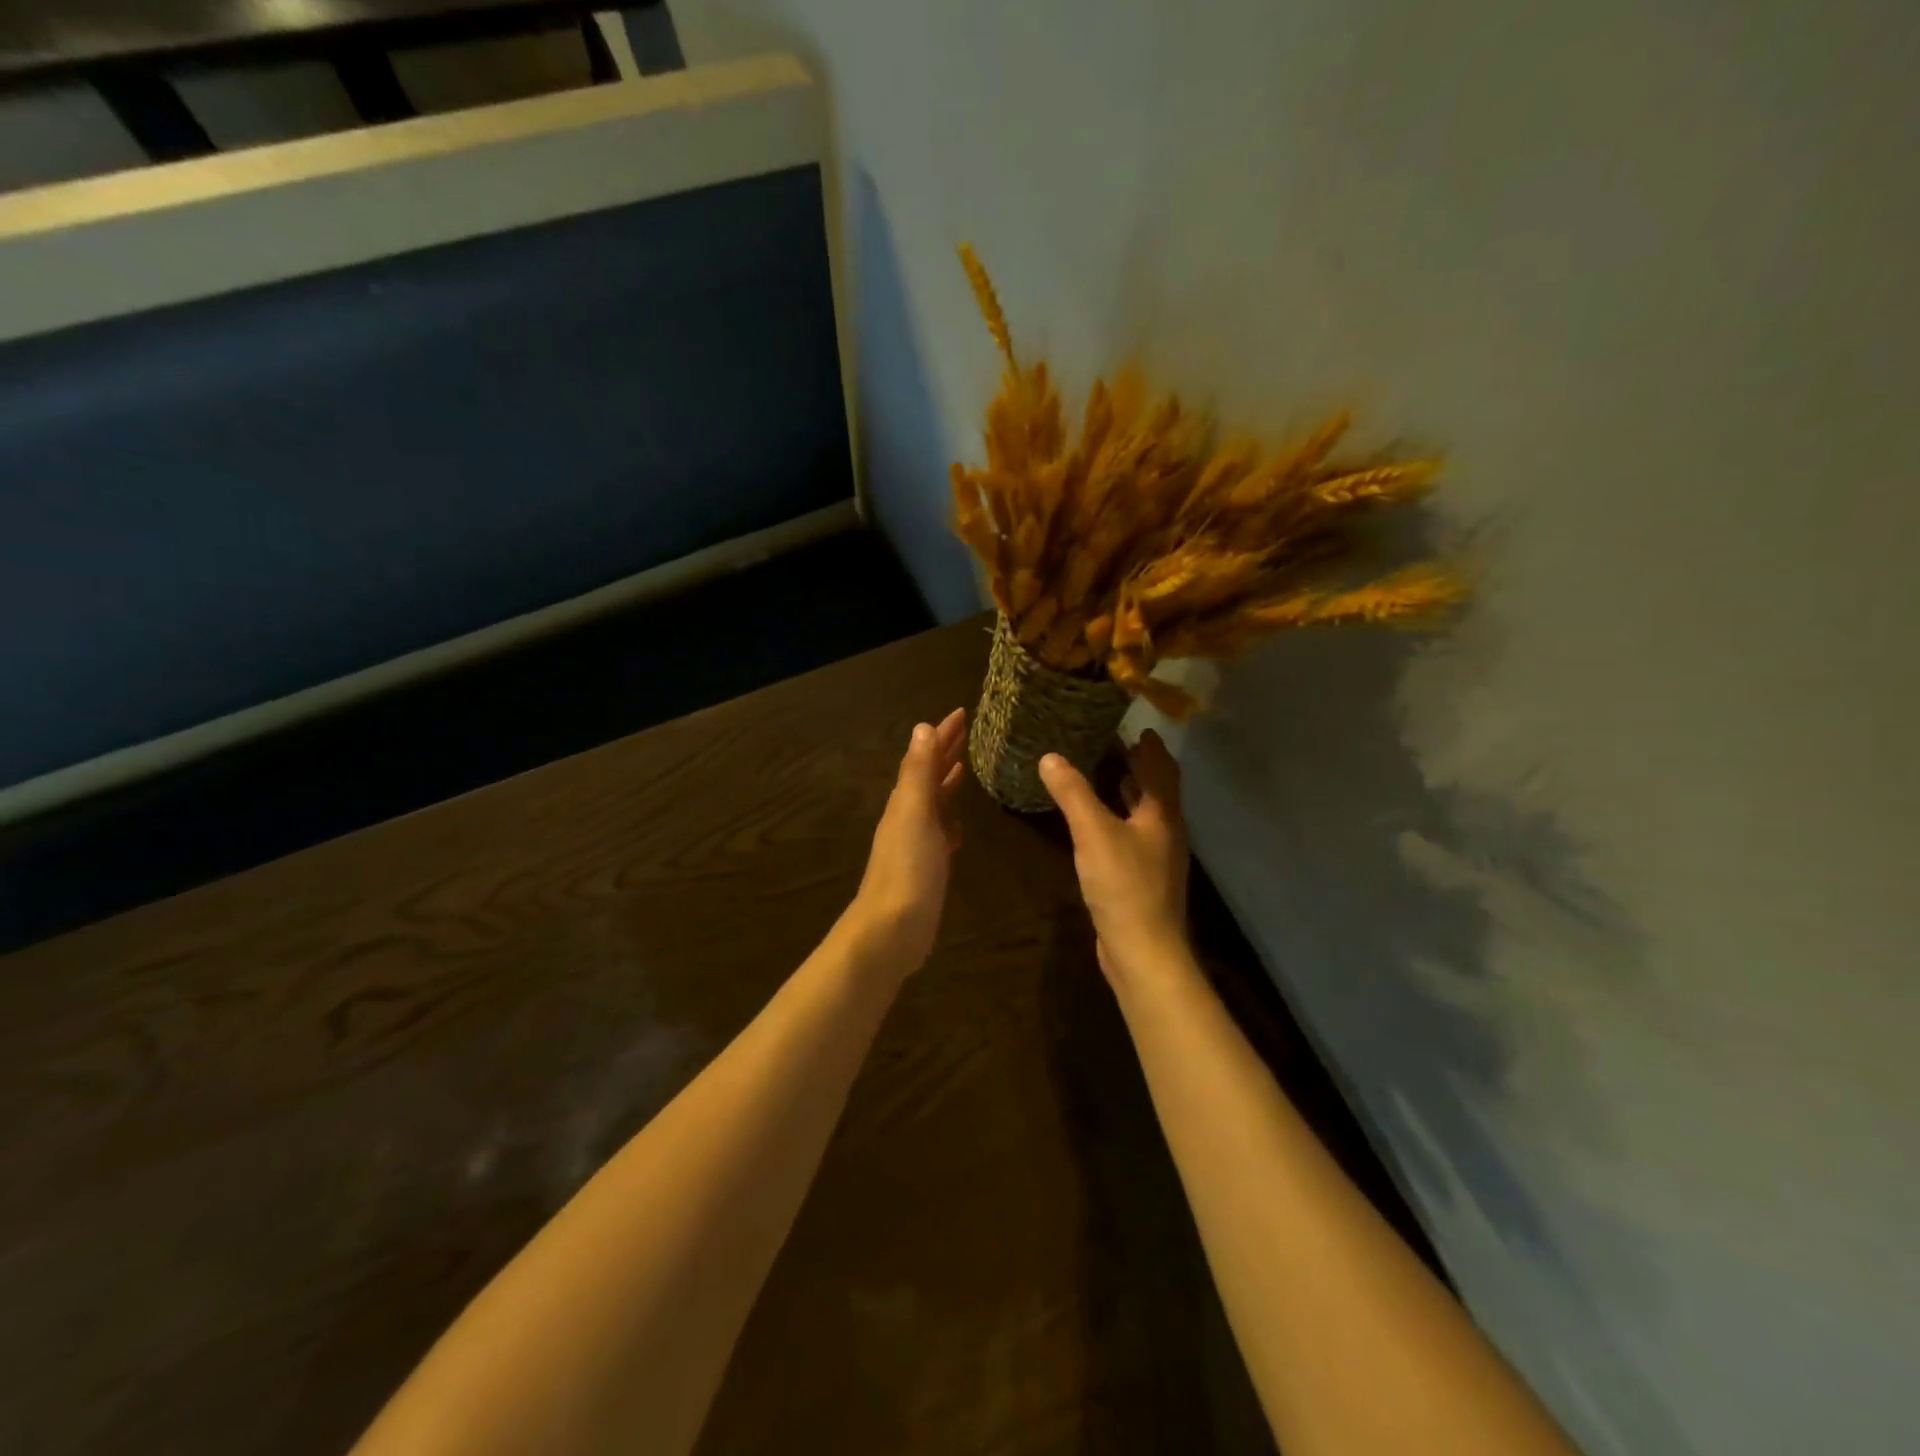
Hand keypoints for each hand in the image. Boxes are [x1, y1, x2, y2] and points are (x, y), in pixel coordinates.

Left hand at [848, 707, 967, 971]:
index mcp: (906, 801)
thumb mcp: (915, 813)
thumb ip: (919, 773)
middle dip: (945, 752)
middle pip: (929, 776)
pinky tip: (960, 826)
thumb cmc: (907, 869)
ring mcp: (916, 844)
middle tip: (967, 732)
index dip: (942, 735)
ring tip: (965, 768)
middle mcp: (908, 817)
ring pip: (934, 803)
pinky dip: (950, 821)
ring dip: (947, 783)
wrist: (892, 929)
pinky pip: (941, 833)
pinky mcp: (927, 868)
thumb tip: (922, 728)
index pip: (926, 757)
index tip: (961, 712)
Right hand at [1039, 730, 1191, 990]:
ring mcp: (1158, 860)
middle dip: (1142, 768)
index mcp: (1163, 815)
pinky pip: (1135, 838)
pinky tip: (1101, 826)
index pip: (1162, 770)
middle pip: (1158, 792)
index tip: (1140, 728)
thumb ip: (1073, 793)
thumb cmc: (1124, 885)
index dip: (1152, 748)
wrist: (1143, 951)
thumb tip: (1050, 757)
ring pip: (1147, 816)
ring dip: (1132, 794)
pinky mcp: (1145, 881)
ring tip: (1110, 775)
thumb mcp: (1094, 832)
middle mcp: (1167, 833)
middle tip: (1118, 746)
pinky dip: (1121, 821)